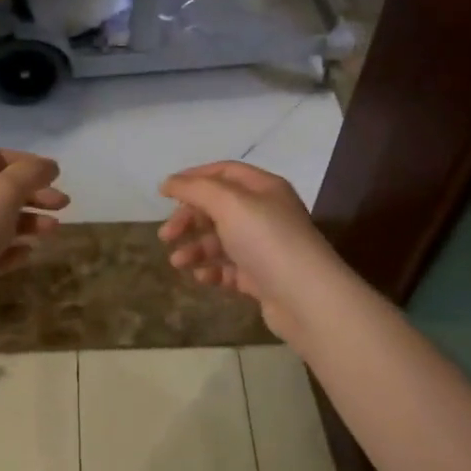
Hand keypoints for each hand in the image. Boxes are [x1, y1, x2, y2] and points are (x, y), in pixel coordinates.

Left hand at [0, 150, 68, 304]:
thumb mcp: (3, 192)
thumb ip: (29, 174)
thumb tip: (49, 165)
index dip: (26, 162)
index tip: (53, 174)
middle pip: (1, 191)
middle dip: (34, 194)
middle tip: (63, 203)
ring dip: (29, 222)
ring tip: (52, 230)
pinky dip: (13, 250)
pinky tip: (29, 253)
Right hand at [158, 161, 344, 340]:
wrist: (306, 298)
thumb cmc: (267, 241)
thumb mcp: (229, 204)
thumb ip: (196, 189)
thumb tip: (169, 182)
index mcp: (263, 188)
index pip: (224, 172)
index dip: (193, 179)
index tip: (165, 194)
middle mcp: (265, 213)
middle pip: (218, 208)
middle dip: (189, 219)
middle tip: (166, 235)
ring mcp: (264, 247)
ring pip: (220, 241)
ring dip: (195, 248)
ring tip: (178, 262)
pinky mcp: (262, 277)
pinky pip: (229, 268)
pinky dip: (212, 270)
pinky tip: (202, 278)